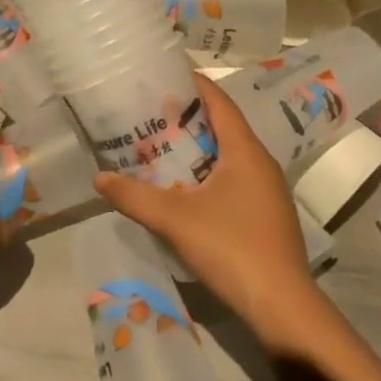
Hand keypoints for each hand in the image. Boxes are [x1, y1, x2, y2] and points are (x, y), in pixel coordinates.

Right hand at [94, 76, 315, 325]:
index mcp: (245, 151)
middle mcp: (261, 163)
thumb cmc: (231, 248)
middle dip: (190, 117)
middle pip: (225, 126)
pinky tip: (187, 188)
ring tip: (164, 145)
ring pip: (231, 155)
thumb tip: (98, 178)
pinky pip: (236, 179)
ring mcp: (268, 191)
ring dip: (200, 147)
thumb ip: (135, 196)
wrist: (282, 307)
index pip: (220, 102)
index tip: (167, 73)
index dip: (195, 84)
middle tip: (153, 112)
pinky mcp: (267, 215)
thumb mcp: (175, 219)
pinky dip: (211, 172)